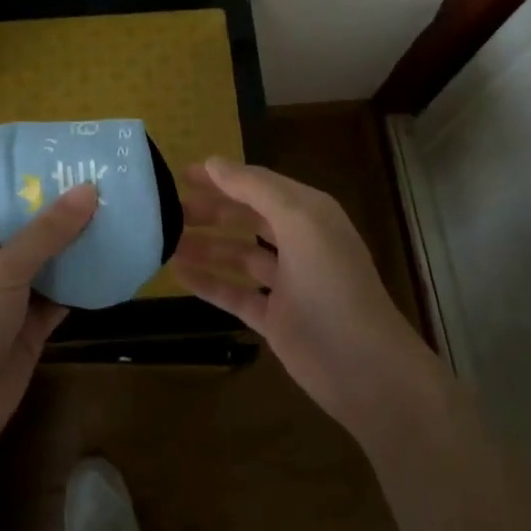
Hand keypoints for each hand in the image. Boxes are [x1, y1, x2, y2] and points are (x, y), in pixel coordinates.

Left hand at [0, 185, 95, 458]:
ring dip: (78, 247)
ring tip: (120, 218)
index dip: (38, 180)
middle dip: (65, 212)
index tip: (78, 163)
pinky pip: (59, 295)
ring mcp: (8, 295)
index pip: (4, 197)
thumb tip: (88, 189)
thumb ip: (48, 231)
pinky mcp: (28, 325)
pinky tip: (114, 265)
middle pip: (30, 228)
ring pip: (48, 262)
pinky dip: (82, 284)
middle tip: (110, 187)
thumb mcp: (5, 269)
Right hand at [171, 158, 442, 442]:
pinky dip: (208, 282)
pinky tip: (178, 274)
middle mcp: (298, 242)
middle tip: (167, 210)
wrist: (365, 367)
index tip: (180, 174)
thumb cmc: (333, 284)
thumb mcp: (299, 222)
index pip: (258, 184)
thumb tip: (213, 162)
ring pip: (237, 255)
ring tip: (165, 241)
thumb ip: (256, 188)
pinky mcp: (274, 317)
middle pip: (246, 217)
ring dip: (205, 246)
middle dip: (210, 210)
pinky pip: (234, 293)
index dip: (222, 177)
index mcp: (308, 214)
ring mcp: (286, 282)